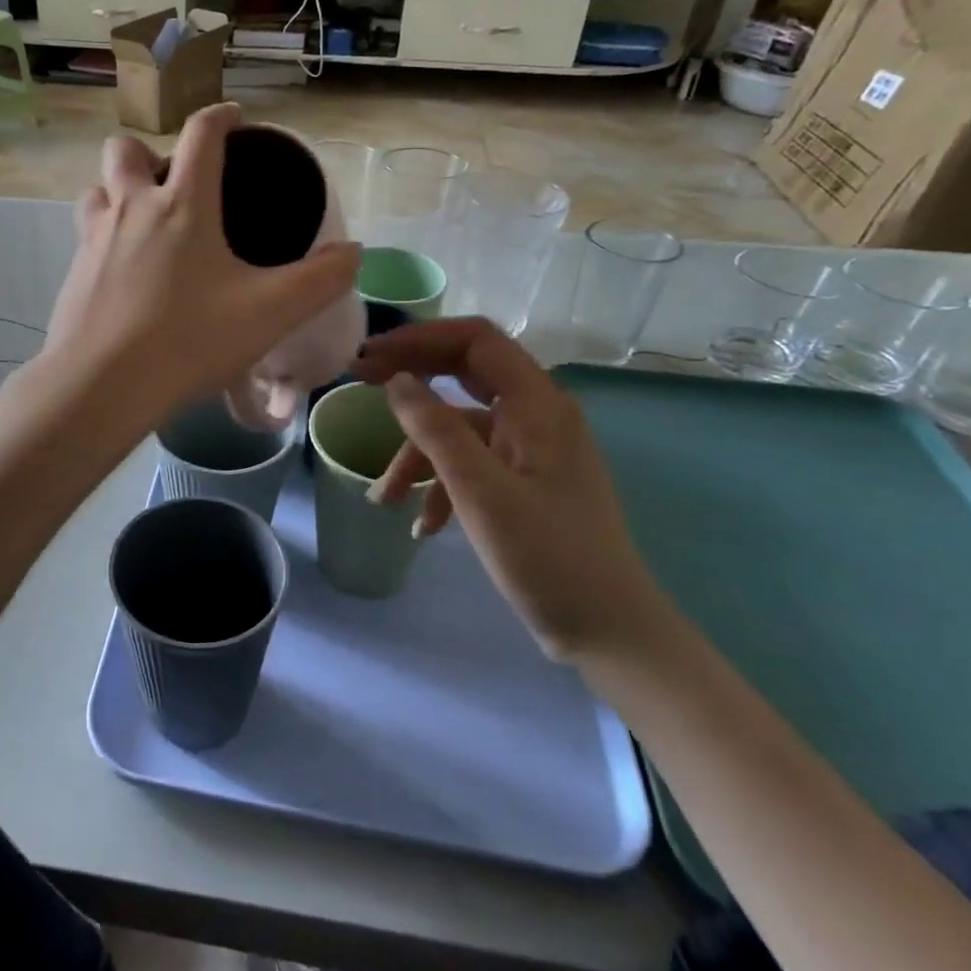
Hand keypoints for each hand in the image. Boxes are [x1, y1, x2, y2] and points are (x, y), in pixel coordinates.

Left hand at [45, 104, 359, 424]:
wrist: (101, 385)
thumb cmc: (189, 340)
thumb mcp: (271, 312)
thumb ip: (321, 280)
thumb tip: (354, 253)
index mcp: (181, 205)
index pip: (199, 135)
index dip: (219, 116)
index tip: (232, 118)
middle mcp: (130, 208)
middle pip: (124, 149)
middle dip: (149, 152)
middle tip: (174, 185)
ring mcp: (93, 239)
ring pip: (97, 191)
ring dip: (119, 193)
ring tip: (145, 225)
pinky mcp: (72, 273)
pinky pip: (87, 236)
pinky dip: (107, 238)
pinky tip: (128, 276)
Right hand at [353, 319, 671, 661]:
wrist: (610, 632)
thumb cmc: (548, 557)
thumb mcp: (480, 492)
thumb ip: (435, 429)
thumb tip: (396, 380)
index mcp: (536, 404)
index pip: (475, 340)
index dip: (419, 338)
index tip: (371, 357)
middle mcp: (537, 414)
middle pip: (463, 373)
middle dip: (411, 381)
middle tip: (360, 385)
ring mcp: (531, 448)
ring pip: (460, 428)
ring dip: (418, 454)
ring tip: (384, 498)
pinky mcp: (525, 480)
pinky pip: (472, 463)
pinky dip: (442, 484)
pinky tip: (424, 526)